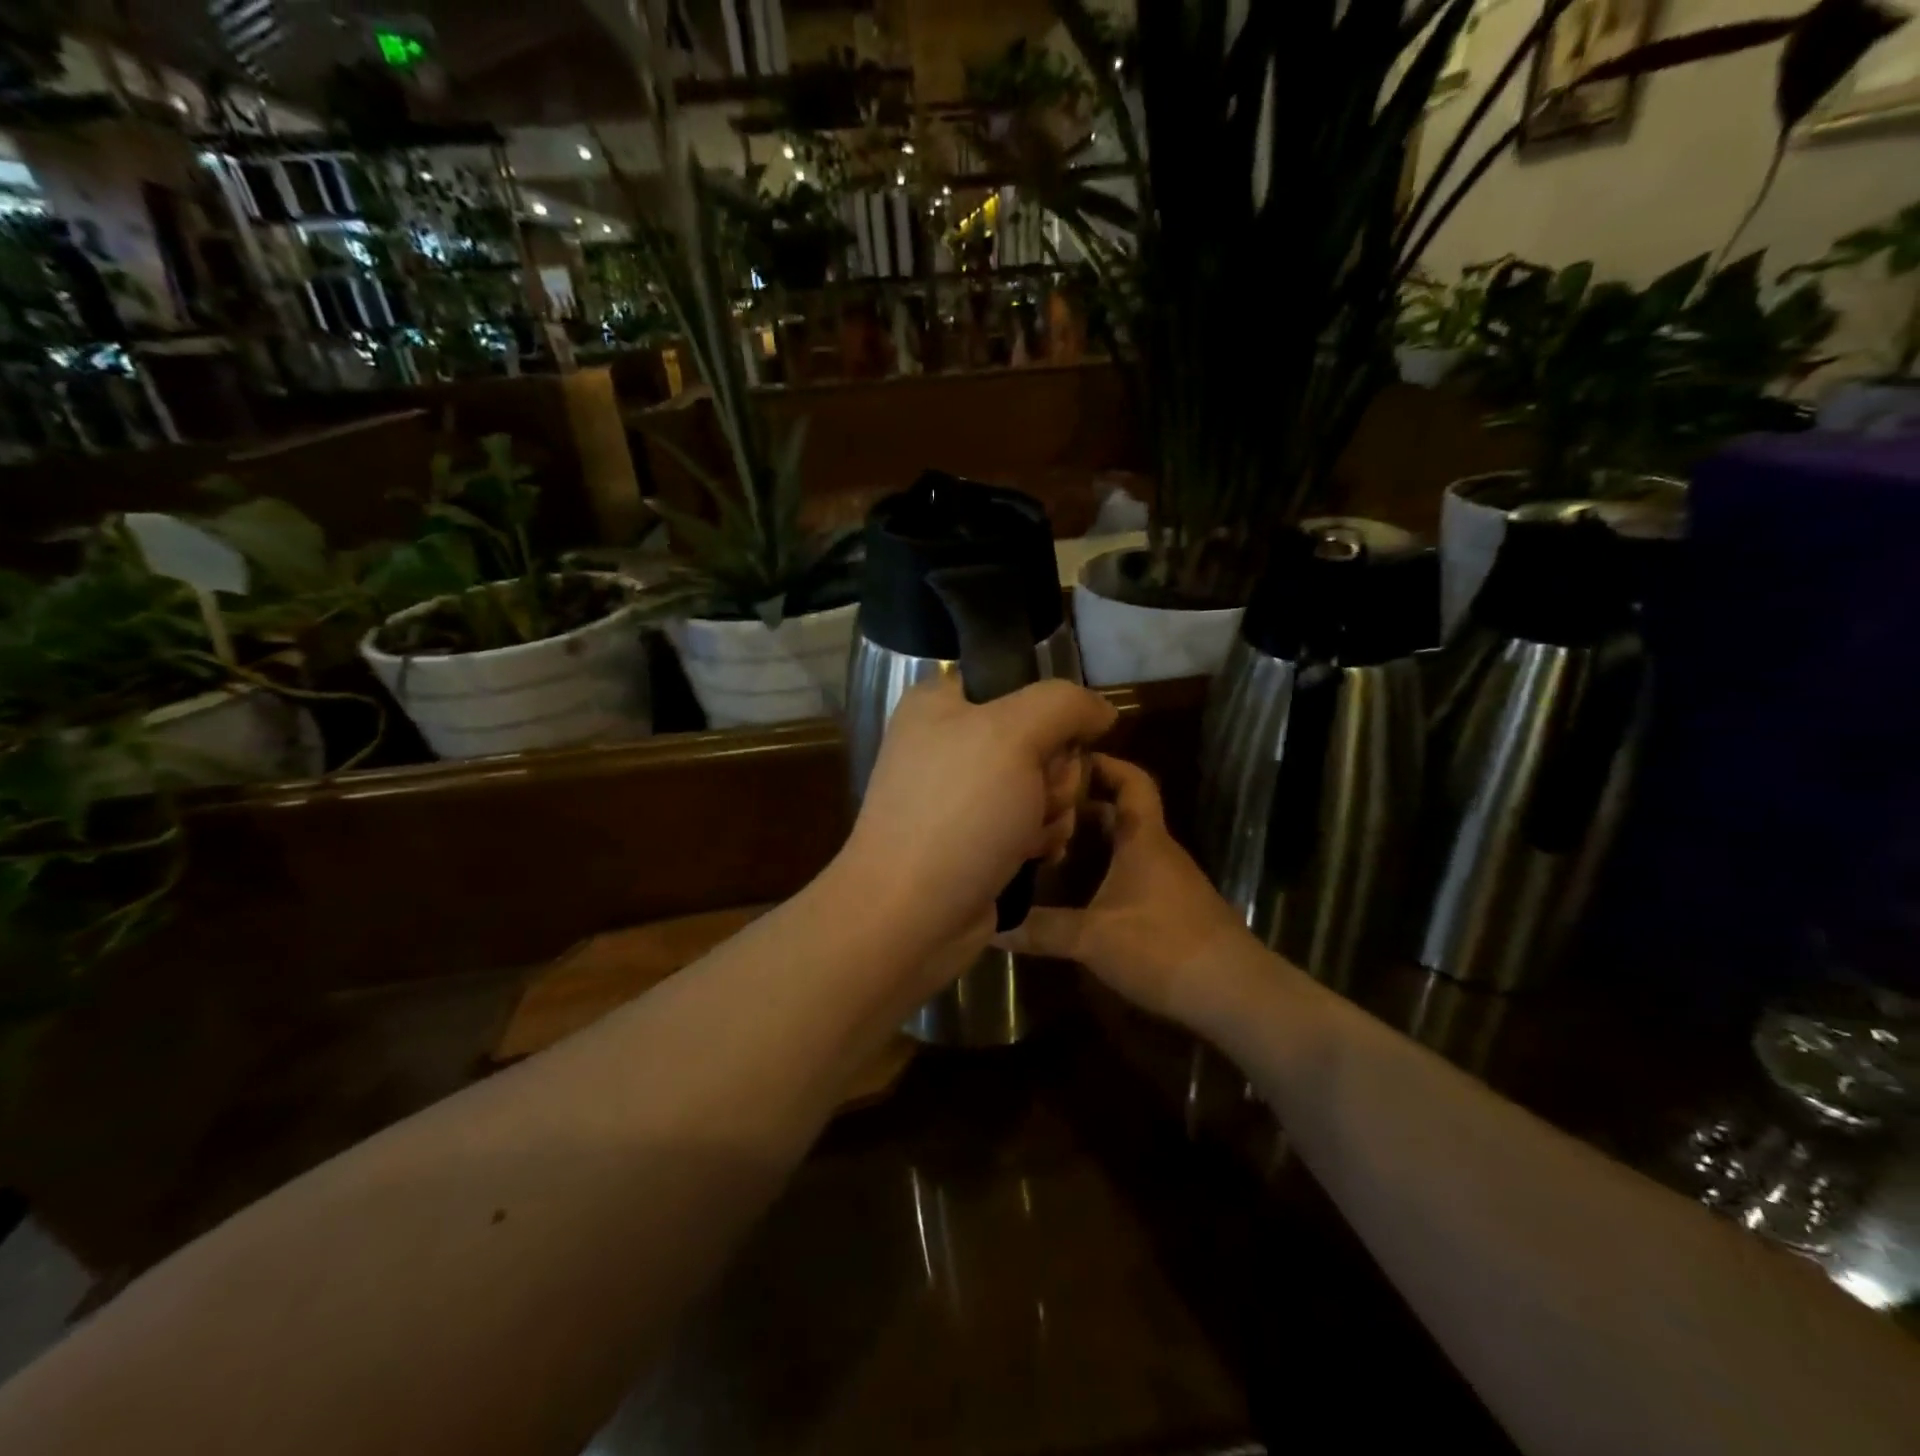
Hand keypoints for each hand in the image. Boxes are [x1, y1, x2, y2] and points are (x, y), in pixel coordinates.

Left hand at [837, 676, 1116, 950]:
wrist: (910, 915)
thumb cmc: (959, 813)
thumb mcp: (1014, 735)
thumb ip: (1065, 704)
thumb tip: (1101, 710)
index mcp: (941, 703)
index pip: (1021, 684)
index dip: (1049, 715)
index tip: (1053, 743)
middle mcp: (949, 742)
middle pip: (1041, 738)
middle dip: (1054, 773)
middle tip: (1037, 797)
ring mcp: (962, 794)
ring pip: (1043, 783)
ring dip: (1052, 811)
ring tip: (1029, 836)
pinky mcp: (976, 838)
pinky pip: (1031, 821)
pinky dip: (1040, 839)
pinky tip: (1032, 857)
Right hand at [997, 754, 1258, 1026]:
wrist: (1234, 993)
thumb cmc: (1163, 947)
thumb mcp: (1093, 938)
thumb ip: (1041, 930)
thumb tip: (991, 924)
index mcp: (1144, 839)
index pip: (1132, 781)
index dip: (1104, 763)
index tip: (1066, 759)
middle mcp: (1158, 851)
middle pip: (1123, 811)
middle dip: (1084, 805)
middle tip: (1040, 807)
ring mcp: (1169, 880)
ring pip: (1128, 844)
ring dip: (1094, 840)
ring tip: (1049, 845)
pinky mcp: (1173, 908)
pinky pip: (1133, 872)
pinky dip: (1106, 870)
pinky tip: (1080, 891)